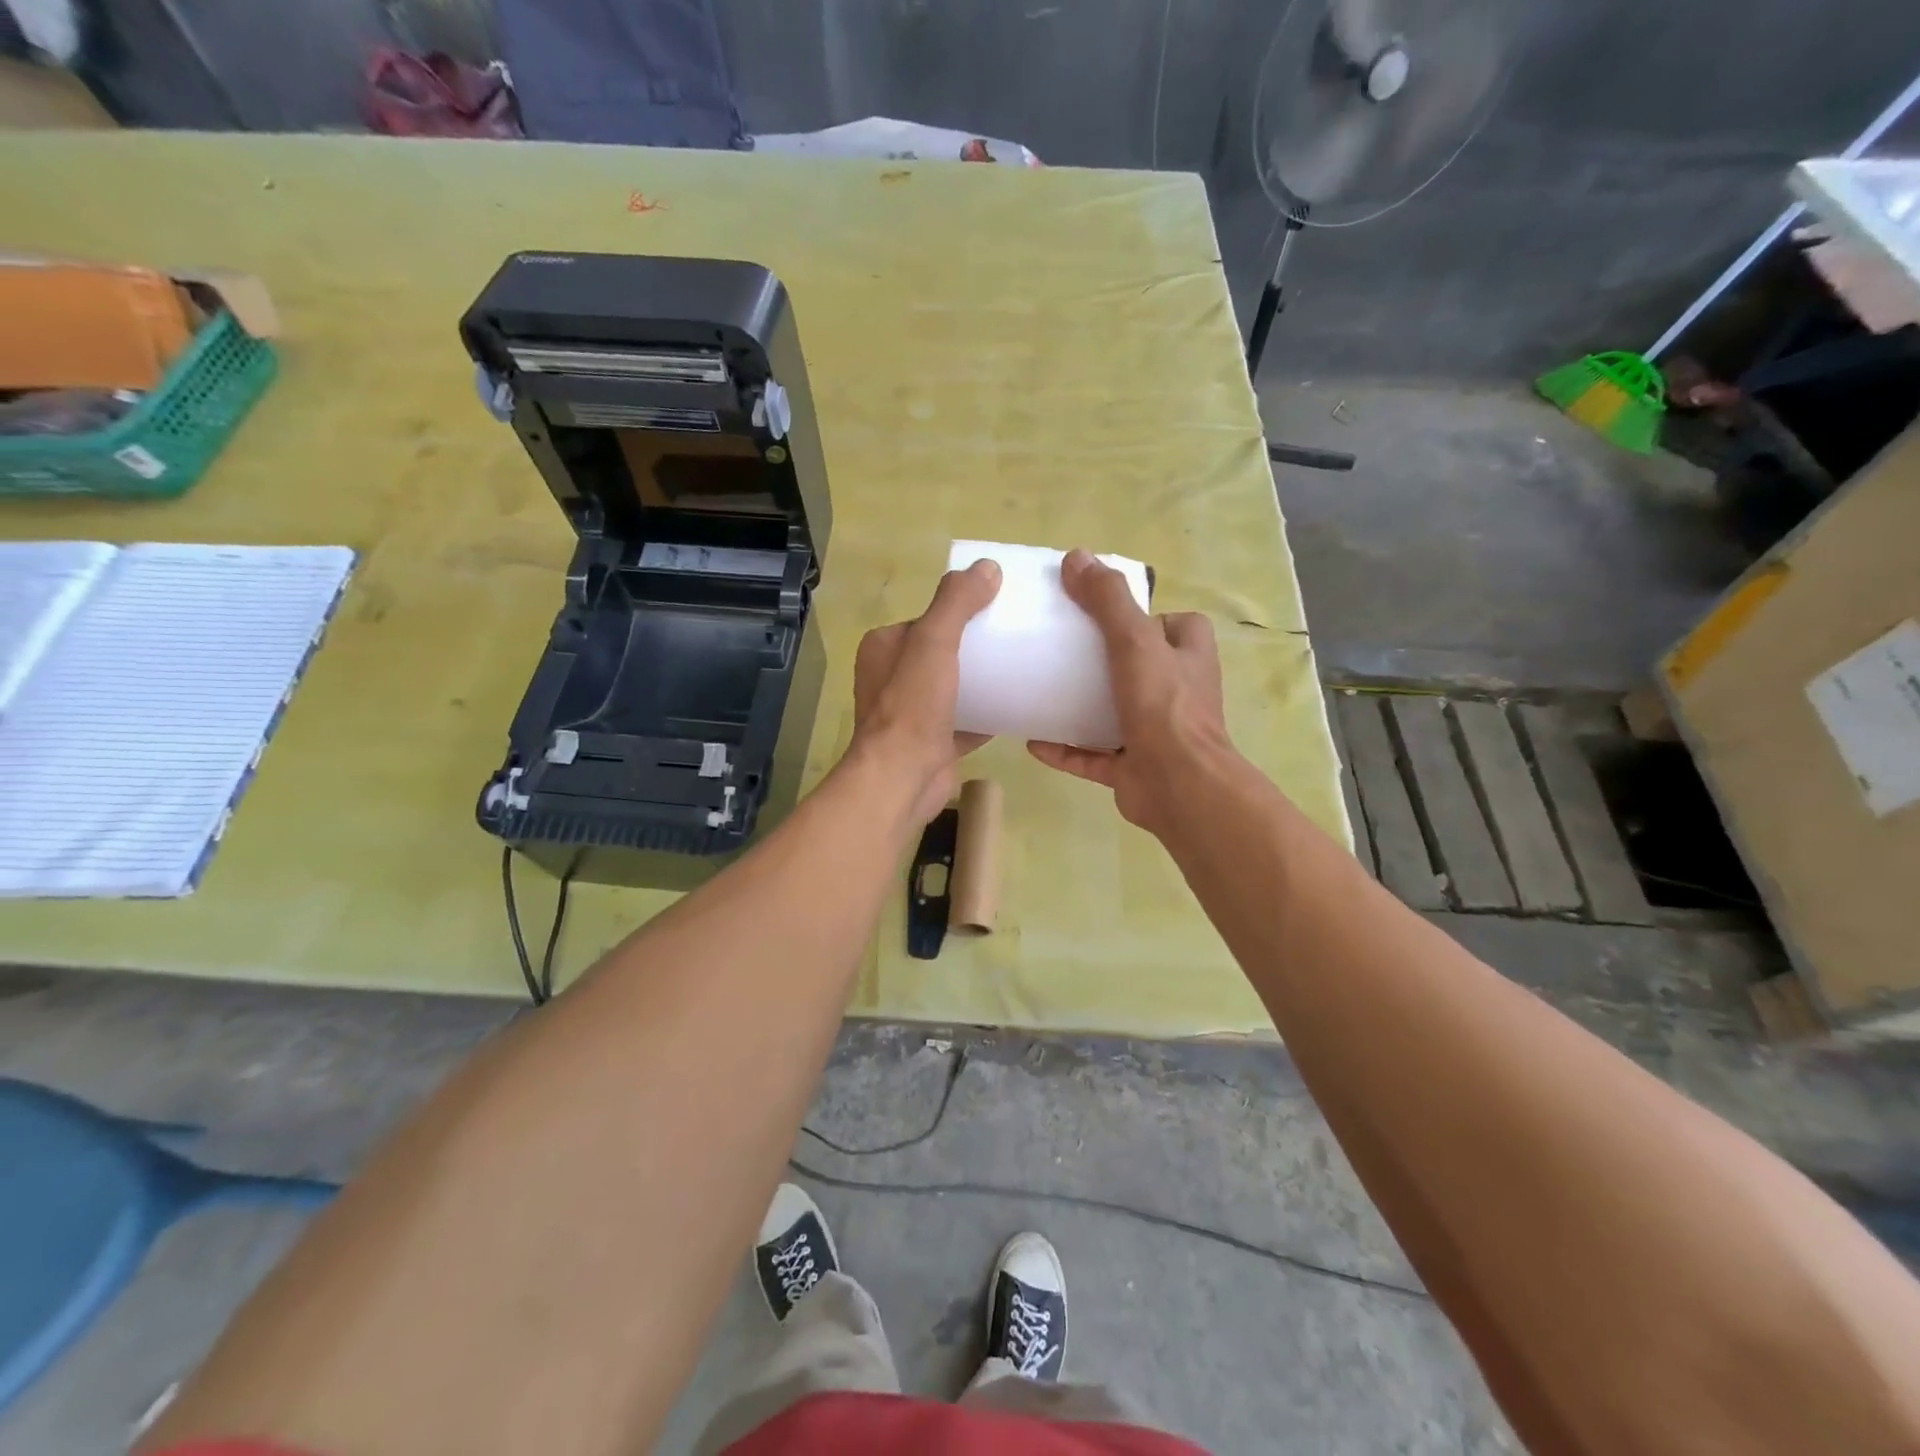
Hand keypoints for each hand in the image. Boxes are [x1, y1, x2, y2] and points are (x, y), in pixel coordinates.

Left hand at [851, 559, 1001, 823]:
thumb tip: (987, 567)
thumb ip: (956, 602)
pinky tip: (1017, 706)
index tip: (995, 608)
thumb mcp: (934, 641)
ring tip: (1021, 668)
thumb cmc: (912, 705)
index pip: (925, 620)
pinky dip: (987, 715)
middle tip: (1014, 638)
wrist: (904, 777)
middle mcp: (892, 679)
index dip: (957, 612)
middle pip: (942, 653)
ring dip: (982, 681)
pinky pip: (965, 721)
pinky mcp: (933, 742)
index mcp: (884, 649)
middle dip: (974, 647)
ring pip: (954, 688)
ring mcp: (912, 714)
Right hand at [1027, 549, 1237, 836]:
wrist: (1178, 785)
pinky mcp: (1133, 768)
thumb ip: (1108, 600)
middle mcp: (1177, 692)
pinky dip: (1066, 749)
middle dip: (1104, 662)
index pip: (1173, 625)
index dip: (1145, 618)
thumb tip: (1076, 557)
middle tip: (1062, 652)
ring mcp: (1155, 733)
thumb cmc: (1163, 706)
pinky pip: (1093, 756)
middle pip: (1139, 667)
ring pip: (1114, 713)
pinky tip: (1034, 742)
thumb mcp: (1135, 641)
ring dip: (1081, 707)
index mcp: (1188, 656)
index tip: (1105, 616)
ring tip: (1042, 693)